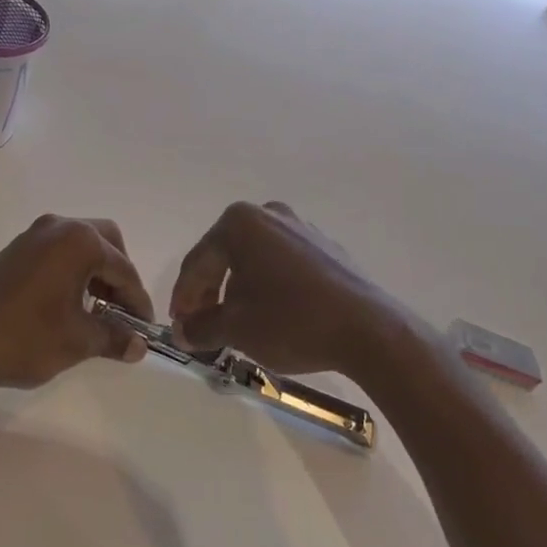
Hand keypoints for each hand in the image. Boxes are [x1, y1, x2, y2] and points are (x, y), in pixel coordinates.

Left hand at [0, 214, 154, 401]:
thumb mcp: (78, 341)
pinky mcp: (15, 250)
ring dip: (95, 272)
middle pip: (105, 241)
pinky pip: (56, 252)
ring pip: (79, 244)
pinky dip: (71, 271)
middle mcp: (58, 227)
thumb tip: (138, 345)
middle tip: (122, 311)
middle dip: (119, 274)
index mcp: (79, 241)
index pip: (123, 268)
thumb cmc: (26, 337)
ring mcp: (32, 235)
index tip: (146, 329)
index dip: (138, 300)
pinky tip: (68, 304)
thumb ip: (114, 337)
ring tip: (97, 311)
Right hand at [171, 201, 409, 377]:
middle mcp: (267, 213)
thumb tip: (183, 332)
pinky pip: (283, 264)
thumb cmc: (291, 321)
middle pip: (224, 256)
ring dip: (239, 289)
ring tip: (237, 324)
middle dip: (210, 292)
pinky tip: (273, 314)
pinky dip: (270, 286)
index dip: (183, 298)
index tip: (179, 326)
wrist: (368, 331)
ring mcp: (300, 227)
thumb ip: (201, 327)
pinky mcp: (325, 246)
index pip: (197, 263)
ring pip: (254, 259)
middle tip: (202, 326)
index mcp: (238, 223)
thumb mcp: (236, 329)